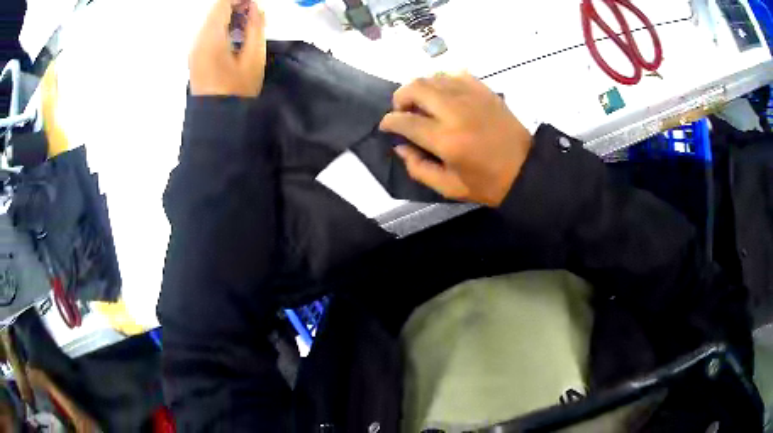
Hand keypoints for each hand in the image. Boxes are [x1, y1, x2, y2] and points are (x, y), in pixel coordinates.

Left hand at [189, 0, 265, 96]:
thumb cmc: (238, 90)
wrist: (217, 118)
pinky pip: (207, 31)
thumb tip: (256, 7)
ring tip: (248, 26)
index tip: (255, 5)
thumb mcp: (254, 58)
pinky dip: (222, 27)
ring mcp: (194, 48)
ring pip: (211, 20)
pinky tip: (236, 36)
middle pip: (215, 10)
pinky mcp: (195, 55)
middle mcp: (198, 39)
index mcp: (211, 38)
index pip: (221, 4)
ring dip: (229, 16)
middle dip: (236, 6)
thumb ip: (256, 27)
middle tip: (255, 15)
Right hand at [379, 73, 532, 206]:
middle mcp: (456, 111)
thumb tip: (401, 146)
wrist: (527, 169)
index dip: (389, 121)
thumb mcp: (449, 188)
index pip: (406, 121)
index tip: (386, 125)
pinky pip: (455, 73)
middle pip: (416, 88)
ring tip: (423, 103)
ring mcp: (472, 96)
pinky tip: (445, 94)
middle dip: (400, 97)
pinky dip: (443, 80)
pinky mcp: (484, 90)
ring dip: (420, 88)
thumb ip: (418, 168)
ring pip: (433, 77)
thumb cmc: (488, 184)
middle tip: (402, 111)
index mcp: (446, 139)